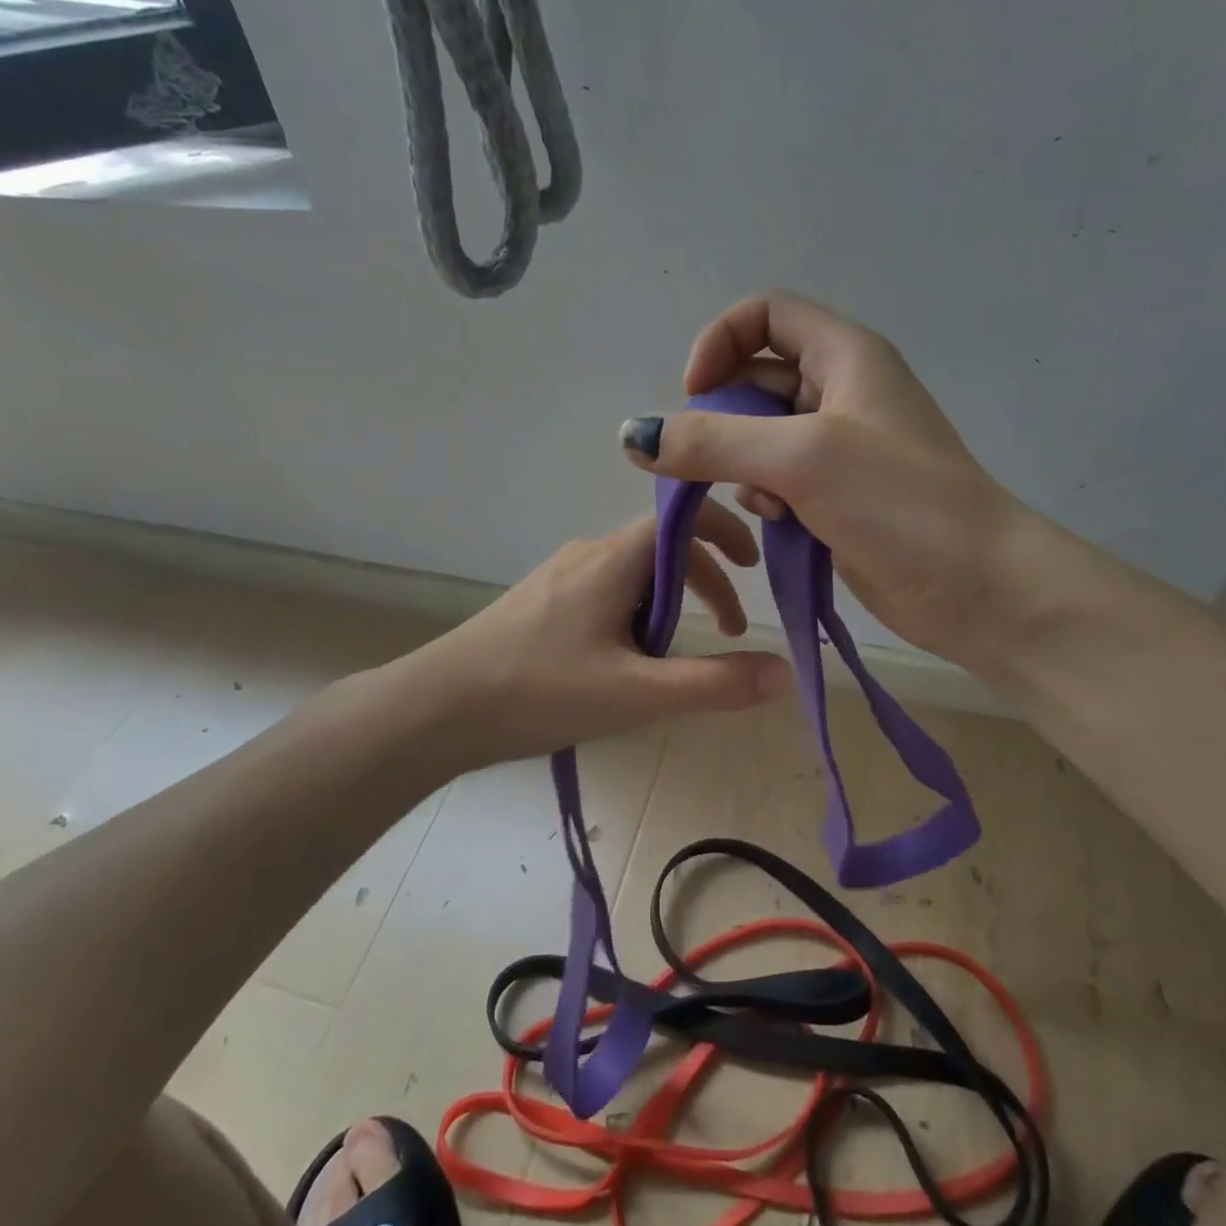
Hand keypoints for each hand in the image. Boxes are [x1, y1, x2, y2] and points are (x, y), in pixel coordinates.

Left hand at [408, 506, 791, 766]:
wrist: (438, 708)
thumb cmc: (539, 690)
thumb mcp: (636, 693)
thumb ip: (714, 684)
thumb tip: (786, 673)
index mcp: (613, 558)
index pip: (683, 518)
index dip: (726, 533)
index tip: (754, 567)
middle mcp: (587, 554)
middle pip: (663, 551)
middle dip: (705, 585)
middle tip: (728, 634)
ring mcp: (559, 576)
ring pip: (634, 576)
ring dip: (669, 606)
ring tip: (676, 660)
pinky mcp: (541, 602)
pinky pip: (606, 593)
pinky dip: (637, 616)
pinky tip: (626, 663)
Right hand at [617, 290, 1019, 664]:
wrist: (978, 588)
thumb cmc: (900, 503)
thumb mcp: (801, 458)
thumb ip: (712, 442)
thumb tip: (632, 434)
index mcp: (845, 356)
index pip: (765, 314)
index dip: (720, 342)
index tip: (695, 395)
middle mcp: (841, 392)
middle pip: (756, 378)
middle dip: (723, 416)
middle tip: (705, 459)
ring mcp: (840, 448)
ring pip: (761, 437)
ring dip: (742, 464)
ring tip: (760, 499)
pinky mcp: (837, 497)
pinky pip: (778, 480)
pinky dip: (765, 497)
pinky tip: (779, 523)